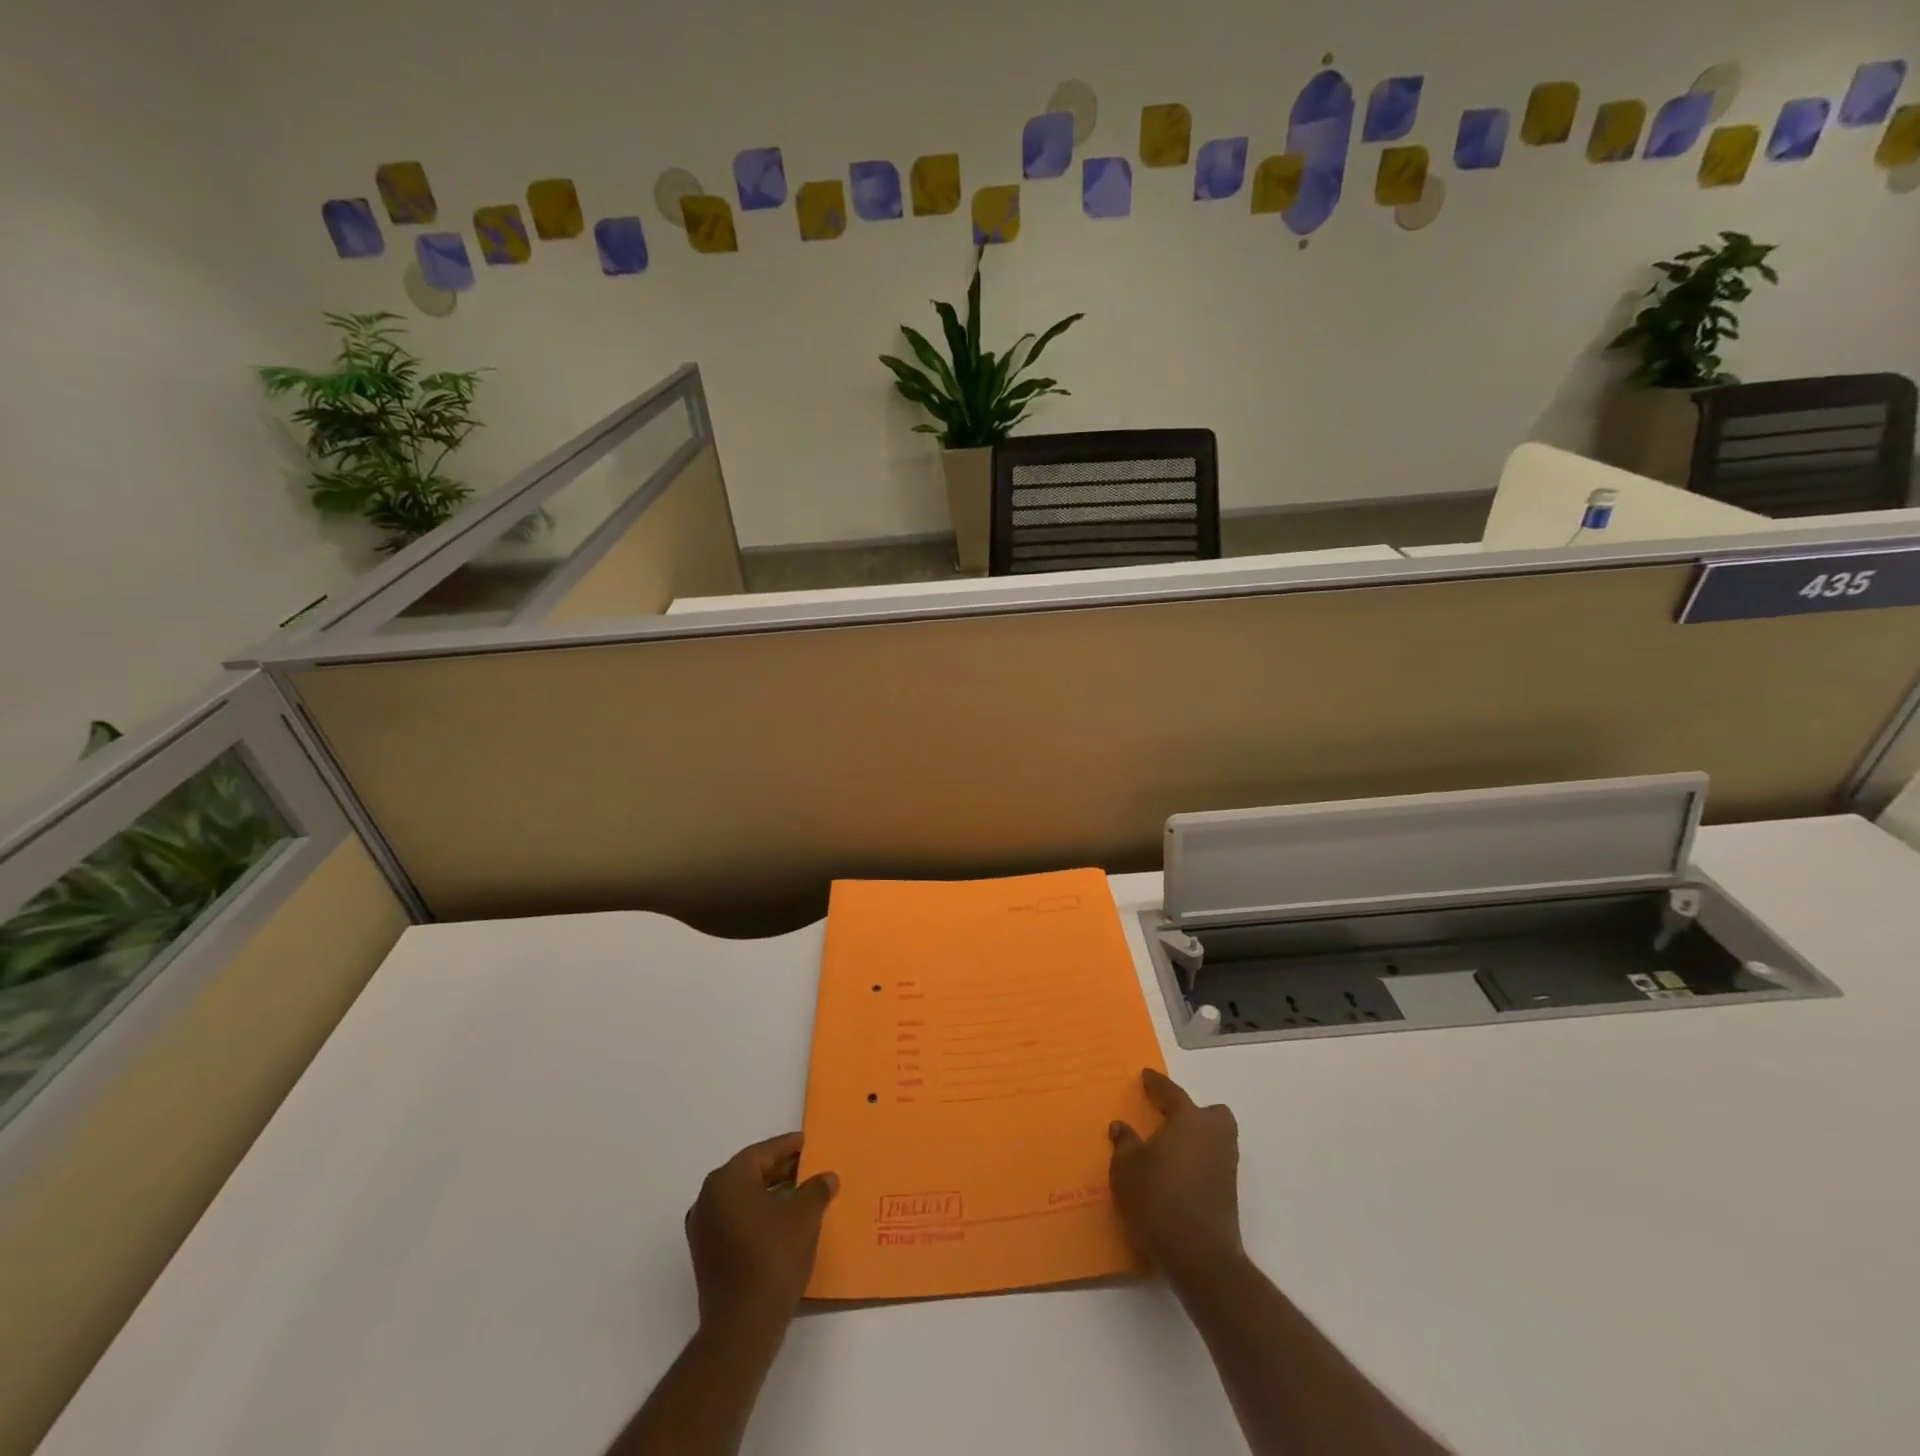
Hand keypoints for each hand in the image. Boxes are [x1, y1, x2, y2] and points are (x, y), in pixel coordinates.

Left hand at [685, 1132, 837, 1337]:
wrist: (742, 1326)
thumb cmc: (773, 1258)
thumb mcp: (805, 1216)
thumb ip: (817, 1189)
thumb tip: (826, 1178)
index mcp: (727, 1180)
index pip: (762, 1152)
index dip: (788, 1146)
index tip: (807, 1143)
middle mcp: (708, 1198)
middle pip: (750, 1172)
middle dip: (780, 1169)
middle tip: (808, 1166)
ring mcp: (703, 1228)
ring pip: (742, 1197)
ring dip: (769, 1192)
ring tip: (800, 1193)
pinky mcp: (706, 1254)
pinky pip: (735, 1219)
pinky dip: (757, 1214)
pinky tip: (781, 1221)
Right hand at [1108, 1069, 1244, 1285]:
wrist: (1199, 1257)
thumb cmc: (1158, 1199)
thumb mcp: (1126, 1168)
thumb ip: (1125, 1143)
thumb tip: (1122, 1127)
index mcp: (1190, 1120)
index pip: (1172, 1093)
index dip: (1157, 1084)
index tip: (1146, 1076)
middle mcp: (1213, 1137)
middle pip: (1212, 1115)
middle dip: (1195, 1114)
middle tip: (1169, 1120)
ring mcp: (1225, 1168)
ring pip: (1215, 1140)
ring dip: (1196, 1140)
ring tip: (1169, 1149)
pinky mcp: (1228, 1196)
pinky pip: (1211, 1165)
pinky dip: (1197, 1164)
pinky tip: (1176, 1176)